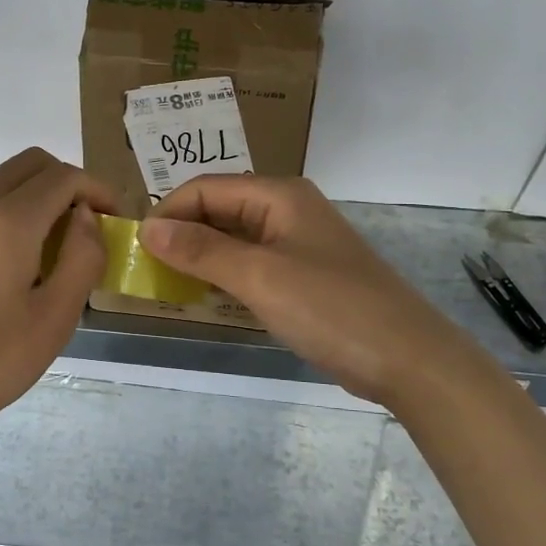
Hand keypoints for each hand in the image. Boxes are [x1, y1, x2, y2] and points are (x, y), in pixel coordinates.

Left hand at [0, 148, 116, 457]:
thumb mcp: (53, 318)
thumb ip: (82, 258)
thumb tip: (87, 218)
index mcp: (9, 219)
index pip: (65, 176)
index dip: (100, 191)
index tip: (120, 222)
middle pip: (34, 164)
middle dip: (72, 184)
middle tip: (94, 227)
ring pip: (8, 182)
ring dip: (43, 197)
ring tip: (66, 248)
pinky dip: (18, 212)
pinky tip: (28, 263)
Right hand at [140, 175, 460, 404]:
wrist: (406, 358)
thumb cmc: (330, 308)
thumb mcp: (259, 276)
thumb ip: (201, 250)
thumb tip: (148, 228)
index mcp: (278, 195)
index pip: (206, 188)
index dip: (169, 213)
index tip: (139, 249)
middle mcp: (287, 209)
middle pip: (219, 209)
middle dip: (182, 234)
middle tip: (149, 270)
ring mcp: (297, 242)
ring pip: (233, 238)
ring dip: (201, 256)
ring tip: (169, 283)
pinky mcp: (303, 274)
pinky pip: (251, 263)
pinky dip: (225, 275)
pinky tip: (207, 296)